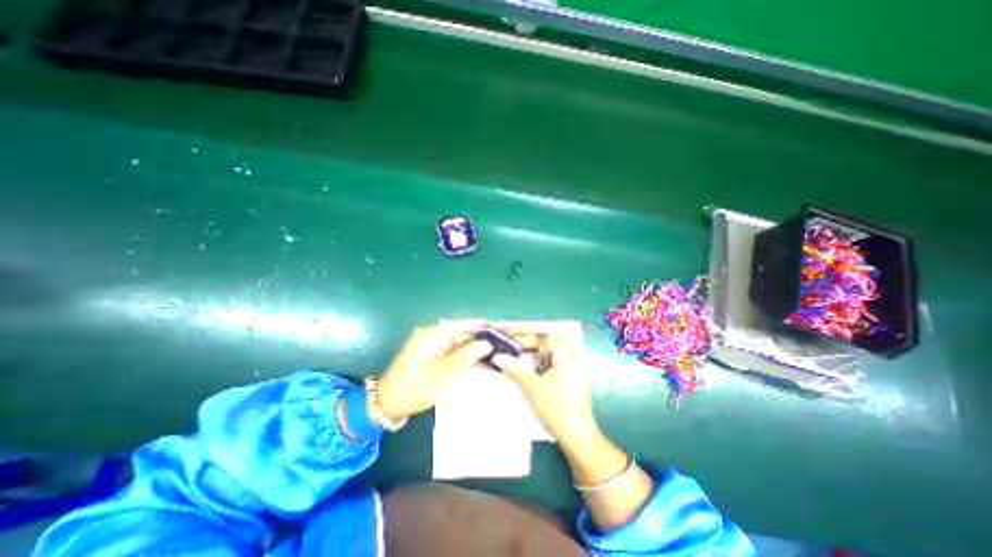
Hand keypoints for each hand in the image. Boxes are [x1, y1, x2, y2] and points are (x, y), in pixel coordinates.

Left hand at [377, 321, 490, 421]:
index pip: (461, 324)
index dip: (480, 325)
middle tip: (501, 342)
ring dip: (474, 347)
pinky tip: (480, 359)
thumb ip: (466, 356)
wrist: (388, 405)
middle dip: (480, 337)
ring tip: (495, 351)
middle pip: (461, 333)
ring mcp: (432, 346)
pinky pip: (453, 352)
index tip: (499, 328)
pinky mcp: (433, 356)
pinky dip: (465, 356)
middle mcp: (432, 336)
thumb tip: (486, 344)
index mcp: (432, 335)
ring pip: (459, 343)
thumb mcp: (444, 373)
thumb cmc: (415, 388)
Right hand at [490, 322, 595, 443]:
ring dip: (528, 350)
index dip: (522, 335)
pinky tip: (522, 365)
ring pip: (545, 351)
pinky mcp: (565, 376)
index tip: (505, 336)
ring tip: (510, 351)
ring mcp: (569, 367)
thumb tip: (498, 357)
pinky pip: (547, 362)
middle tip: (506, 341)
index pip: (541, 337)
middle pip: (543, 341)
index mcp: (566, 355)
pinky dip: (534, 361)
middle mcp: (569, 357)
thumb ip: (516, 370)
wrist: (577, 437)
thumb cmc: (558, 410)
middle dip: (524, 340)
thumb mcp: (534, 389)